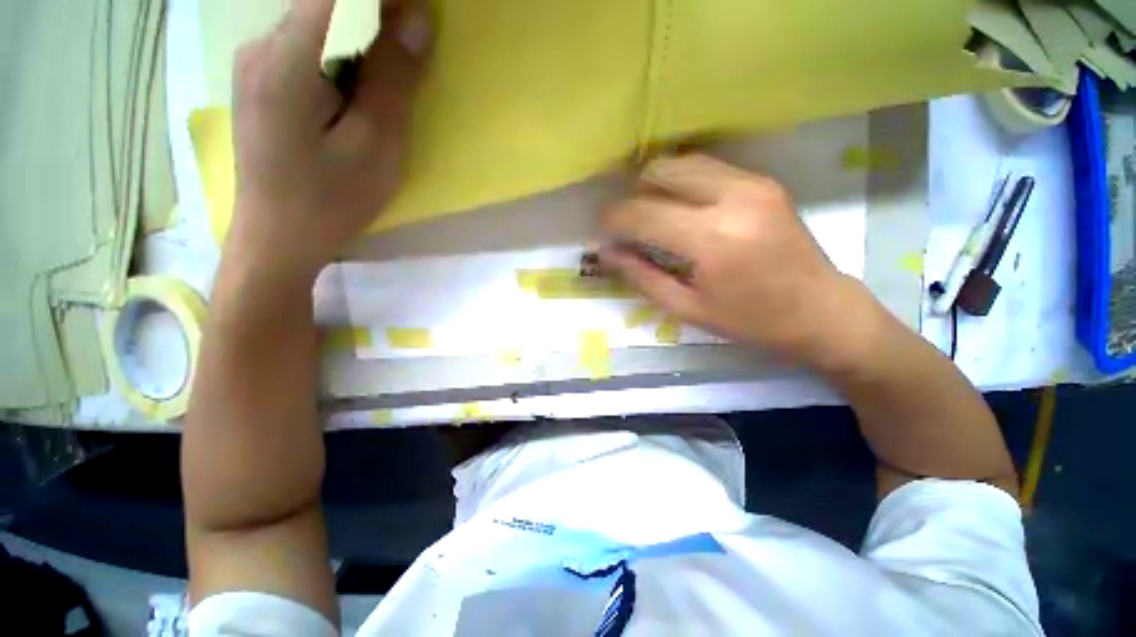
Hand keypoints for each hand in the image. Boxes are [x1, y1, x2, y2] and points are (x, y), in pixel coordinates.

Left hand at [230, 0, 430, 280]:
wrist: (277, 238)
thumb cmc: (330, 200)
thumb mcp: (375, 146)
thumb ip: (392, 79)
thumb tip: (417, 18)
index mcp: (287, 57)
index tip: (417, 14)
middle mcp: (261, 45)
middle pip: (325, 4)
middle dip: (374, 15)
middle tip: (410, 53)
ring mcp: (255, 62)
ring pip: (316, 23)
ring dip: (359, 38)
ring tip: (382, 86)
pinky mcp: (259, 81)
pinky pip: (305, 46)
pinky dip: (340, 54)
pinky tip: (354, 93)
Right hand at [600, 154, 876, 367]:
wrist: (821, 310)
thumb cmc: (751, 320)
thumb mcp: (687, 308)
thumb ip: (641, 277)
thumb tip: (606, 253)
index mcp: (712, 239)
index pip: (643, 213)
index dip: (613, 219)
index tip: (601, 230)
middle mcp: (733, 198)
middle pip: (661, 172)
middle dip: (633, 195)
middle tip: (628, 224)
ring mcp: (752, 183)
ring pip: (682, 162)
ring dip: (656, 185)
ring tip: (650, 215)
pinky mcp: (762, 181)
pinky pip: (706, 168)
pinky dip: (682, 183)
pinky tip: (680, 208)